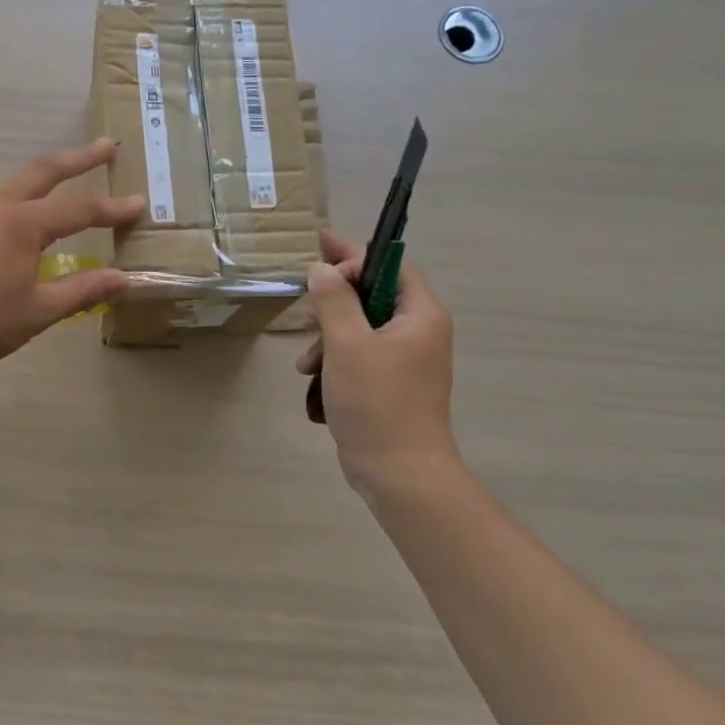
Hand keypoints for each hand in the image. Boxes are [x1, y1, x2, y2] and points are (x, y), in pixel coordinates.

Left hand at [0, 139, 143, 375]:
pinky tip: (14, 226)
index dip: (112, 208)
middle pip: (43, 171)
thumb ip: (84, 291)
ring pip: (12, 186)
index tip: (139, 204)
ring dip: (43, 179)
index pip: (79, 209)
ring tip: (62, 183)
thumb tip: (125, 280)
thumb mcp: (38, 311)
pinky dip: (15, 204)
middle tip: (105, 146)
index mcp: (22, 224)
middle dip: (78, 158)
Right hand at [297, 230, 460, 500]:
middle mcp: (419, 333)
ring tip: (306, 362)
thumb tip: (322, 268)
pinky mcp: (391, 385)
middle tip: (304, 296)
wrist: (400, 473)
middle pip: (373, 295)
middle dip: (334, 301)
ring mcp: (406, 361)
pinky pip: (361, 355)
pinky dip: (336, 359)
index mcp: (420, 315)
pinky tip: (313, 379)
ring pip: (361, 327)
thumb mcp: (346, 344)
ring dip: (329, 336)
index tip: (318, 252)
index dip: (355, 255)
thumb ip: (333, 299)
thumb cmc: (377, 402)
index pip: (391, 265)